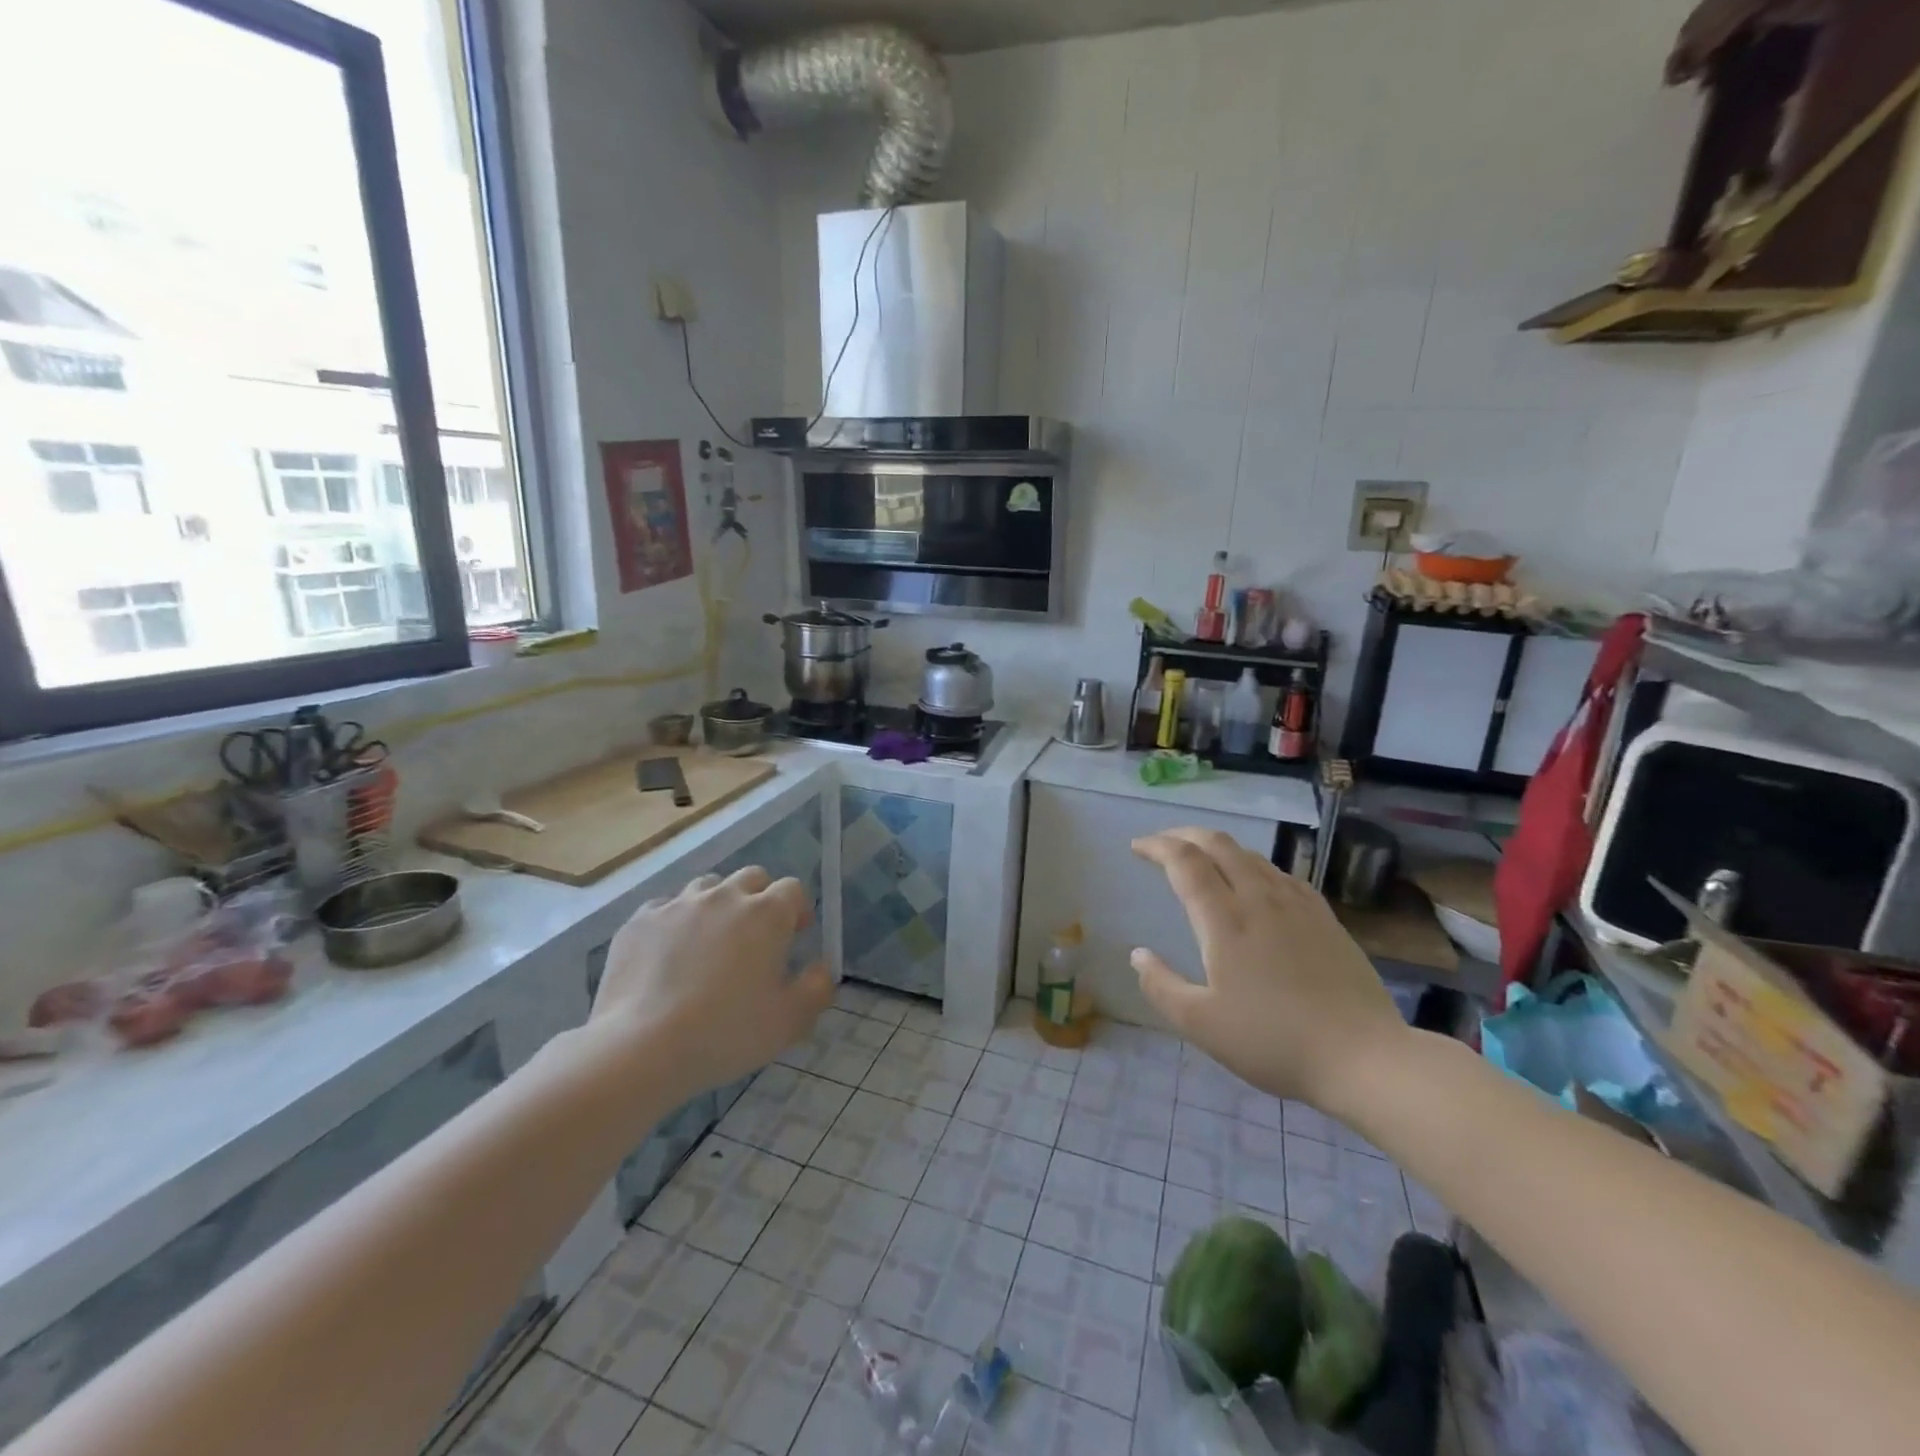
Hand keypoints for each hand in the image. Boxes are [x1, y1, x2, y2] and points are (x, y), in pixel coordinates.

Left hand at [590, 867, 832, 1098]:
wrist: (641, 1048)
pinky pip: (665, 909)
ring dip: (717, 906)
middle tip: (755, 938)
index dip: (798, 909)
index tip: (795, 936)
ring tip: (710, 943)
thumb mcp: (790, 1022)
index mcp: (766, 914)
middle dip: (759, 899)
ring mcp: (678, 905)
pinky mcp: (640, 921)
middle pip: (751, 878)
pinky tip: (668, 956)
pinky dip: (675, 923)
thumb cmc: (726, 1033)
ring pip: (707, 888)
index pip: (792, 889)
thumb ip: (817, 988)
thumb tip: (819, 969)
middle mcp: (724, 896)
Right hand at [1130, 828, 1408, 1109]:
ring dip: (1218, 848)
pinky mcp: (1325, 917)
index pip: (1184, 861)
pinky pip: (1280, 873)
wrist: (1364, 1057)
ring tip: (1203, 862)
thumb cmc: (1273, 1041)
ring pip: (1250, 855)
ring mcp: (1297, 903)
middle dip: (1184, 835)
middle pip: (1218, 843)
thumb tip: (1138, 955)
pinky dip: (1252, 866)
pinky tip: (1255, 885)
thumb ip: (1161, 986)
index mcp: (1224, 918)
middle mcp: (1259, 897)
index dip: (1156, 846)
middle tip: (1163, 844)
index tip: (1137, 847)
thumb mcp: (1201, 1025)